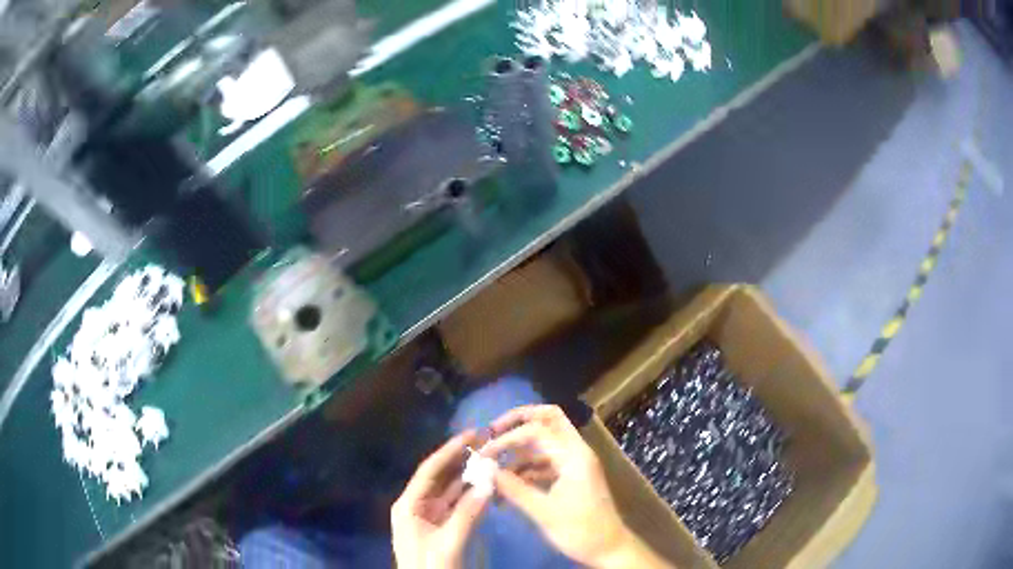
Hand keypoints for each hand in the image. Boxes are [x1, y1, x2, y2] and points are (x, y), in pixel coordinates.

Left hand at [392, 431, 491, 568]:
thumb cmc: (430, 567)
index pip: (429, 471)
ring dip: (469, 476)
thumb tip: (489, 482)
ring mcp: (431, 518)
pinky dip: (473, 495)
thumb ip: (468, 513)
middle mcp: (417, 507)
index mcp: (408, 505)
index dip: (450, 450)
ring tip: (491, 458)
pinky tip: (488, 485)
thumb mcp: (448, 542)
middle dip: (461, 460)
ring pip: (452, 491)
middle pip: (440, 477)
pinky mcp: (443, 529)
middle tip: (486, 441)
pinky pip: (459, 506)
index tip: (472, 433)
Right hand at [481, 405, 670, 568]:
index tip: (483, 454)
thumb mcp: (543, 511)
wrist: (608, 548)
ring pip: (545, 442)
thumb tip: (486, 470)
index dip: (507, 437)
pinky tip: (507, 483)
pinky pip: (546, 462)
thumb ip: (514, 488)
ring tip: (492, 466)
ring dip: (519, 450)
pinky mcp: (571, 477)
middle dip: (518, 421)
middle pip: (548, 420)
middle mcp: (576, 452)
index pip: (537, 430)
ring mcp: (575, 464)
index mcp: (574, 455)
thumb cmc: (580, 530)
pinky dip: (526, 468)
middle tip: (492, 432)